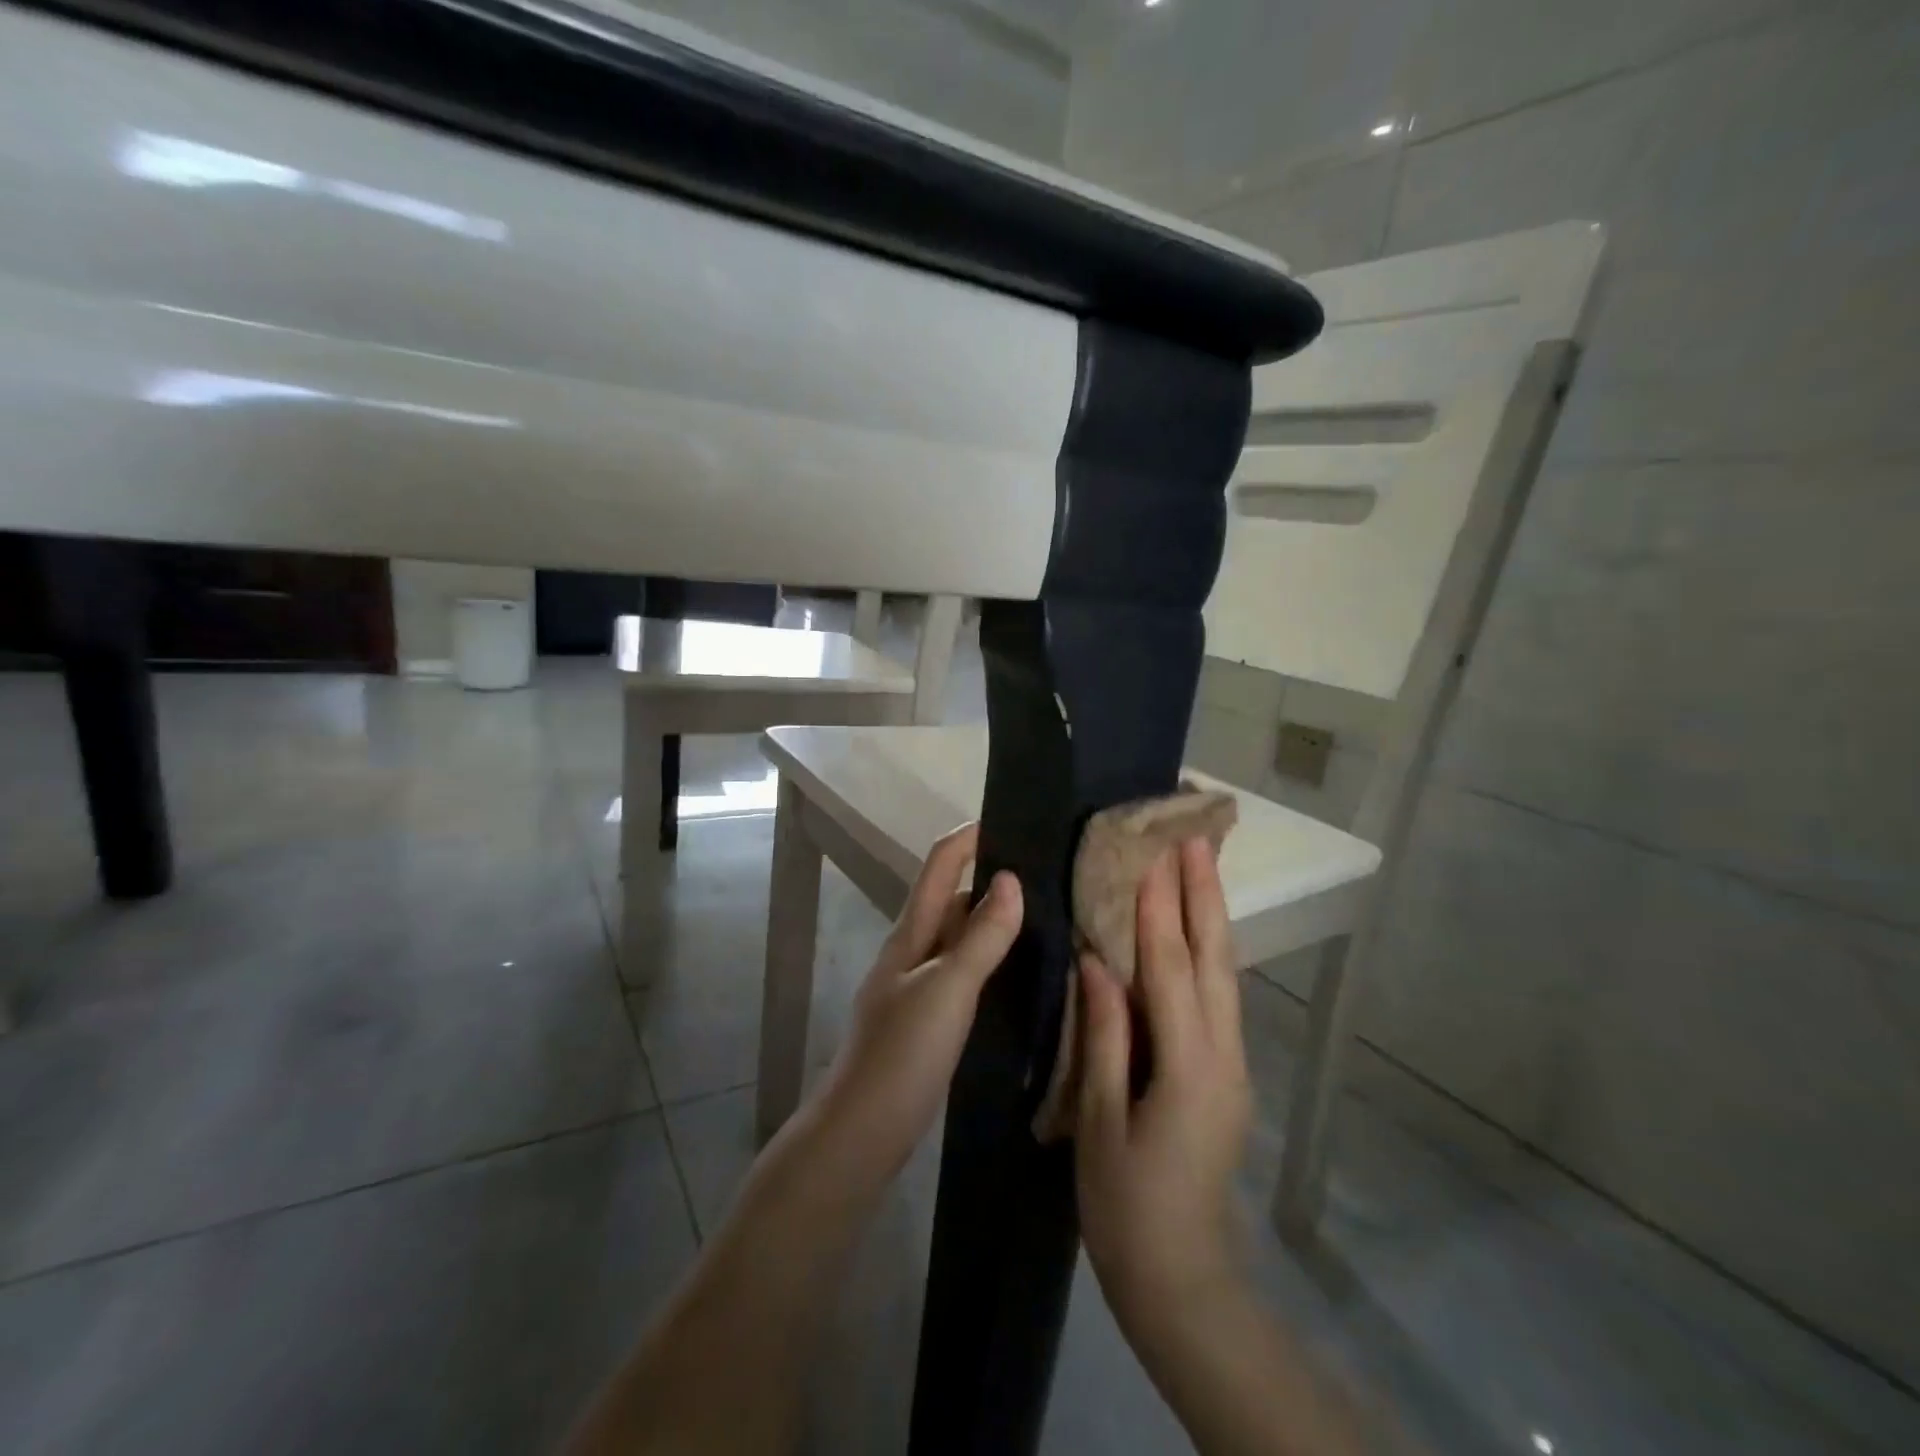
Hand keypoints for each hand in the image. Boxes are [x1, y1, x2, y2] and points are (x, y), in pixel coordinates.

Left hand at [814, 823, 1022, 1180]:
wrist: (861, 1132)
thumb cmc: (901, 1053)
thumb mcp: (947, 989)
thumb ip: (981, 937)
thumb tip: (1011, 879)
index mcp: (911, 933)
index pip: (939, 865)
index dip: (968, 837)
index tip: (1011, 819)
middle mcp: (913, 951)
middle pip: (951, 898)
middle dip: (990, 879)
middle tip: (1048, 875)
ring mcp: (919, 987)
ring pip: (960, 938)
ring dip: (993, 922)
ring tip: (1047, 918)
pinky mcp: (928, 1020)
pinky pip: (964, 975)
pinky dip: (990, 963)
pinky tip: (1020, 975)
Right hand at [1075, 837, 1251, 1337]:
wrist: (1183, 1279)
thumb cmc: (1127, 1205)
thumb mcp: (1100, 1121)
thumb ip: (1104, 1037)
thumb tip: (1098, 963)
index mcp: (1188, 1069)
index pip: (1172, 972)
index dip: (1160, 912)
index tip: (1153, 857)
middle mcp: (1223, 1057)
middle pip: (1215, 961)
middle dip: (1205, 896)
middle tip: (1197, 839)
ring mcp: (1232, 1065)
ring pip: (1225, 975)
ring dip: (1212, 917)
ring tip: (1201, 867)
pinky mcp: (1226, 1074)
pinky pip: (1220, 997)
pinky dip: (1209, 953)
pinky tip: (1195, 932)